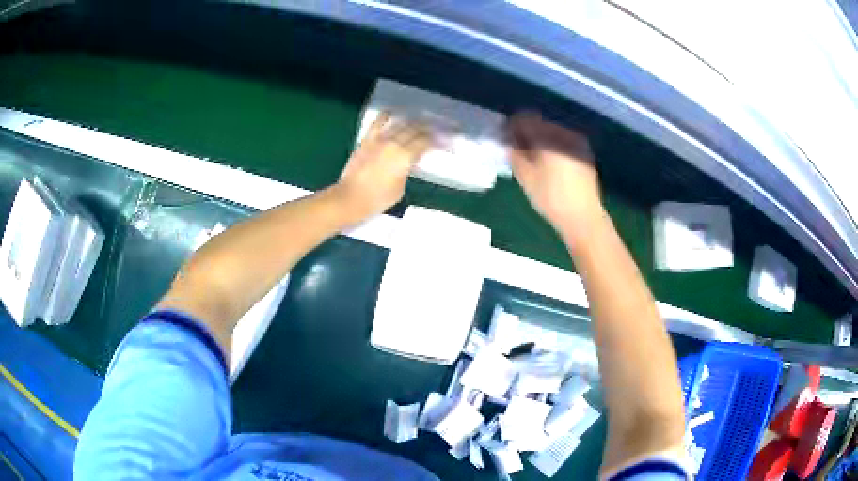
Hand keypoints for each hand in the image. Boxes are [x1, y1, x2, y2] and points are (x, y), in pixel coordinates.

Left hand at [335, 112, 433, 220]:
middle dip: (429, 128)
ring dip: (413, 121)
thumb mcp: (400, 188)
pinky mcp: (366, 140)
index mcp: (405, 157)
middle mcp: (394, 143)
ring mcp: (379, 140)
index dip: (438, 141)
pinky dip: (386, 116)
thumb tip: (411, 160)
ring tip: (420, 121)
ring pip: (400, 123)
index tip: (446, 141)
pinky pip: (377, 123)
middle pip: (416, 130)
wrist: (350, 199)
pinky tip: (392, 113)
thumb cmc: (378, 199)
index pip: (426, 143)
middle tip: (438, 128)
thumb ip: (407, 170)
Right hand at [507, 112, 603, 240]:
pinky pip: (563, 142)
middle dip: (526, 133)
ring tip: (531, 157)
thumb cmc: (551, 198)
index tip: (502, 137)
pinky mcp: (585, 153)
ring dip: (539, 140)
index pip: (525, 119)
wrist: (583, 218)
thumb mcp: (526, 177)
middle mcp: (564, 133)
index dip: (511, 126)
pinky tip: (547, 163)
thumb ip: (514, 154)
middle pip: (539, 124)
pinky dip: (552, 147)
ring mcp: (577, 142)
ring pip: (552, 132)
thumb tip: (509, 141)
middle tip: (515, 148)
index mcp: (549, 136)